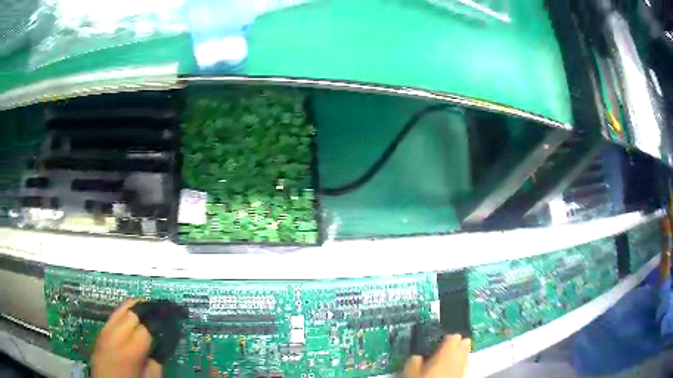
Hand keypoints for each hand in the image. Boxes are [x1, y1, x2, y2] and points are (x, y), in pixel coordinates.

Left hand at [92, 299, 161, 377]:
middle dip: (151, 308)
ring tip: (152, 309)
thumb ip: (158, 362)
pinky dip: (128, 312)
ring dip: (139, 306)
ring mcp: (105, 331)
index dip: (163, 319)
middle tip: (166, 310)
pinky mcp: (101, 332)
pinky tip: (136, 318)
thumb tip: (165, 343)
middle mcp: (114, 335)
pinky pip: (115, 314)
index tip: (175, 317)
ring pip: (123, 307)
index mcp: (129, 351)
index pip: (148, 325)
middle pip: (134, 309)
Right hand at [405, 334, 470, 377]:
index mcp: (448, 350)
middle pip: (464, 342)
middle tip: (441, 349)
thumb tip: (416, 355)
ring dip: (457, 353)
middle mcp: (460, 356)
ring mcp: (464, 366)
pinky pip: (463, 364)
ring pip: (465, 353)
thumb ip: (414, 359)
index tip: (435, 341)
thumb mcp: (412, 371)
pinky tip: (447, 370)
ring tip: (444, 359)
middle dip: (455, 343)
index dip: (444, 337)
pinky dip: (457, 363)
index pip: (453, 335)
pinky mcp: (464, 375)